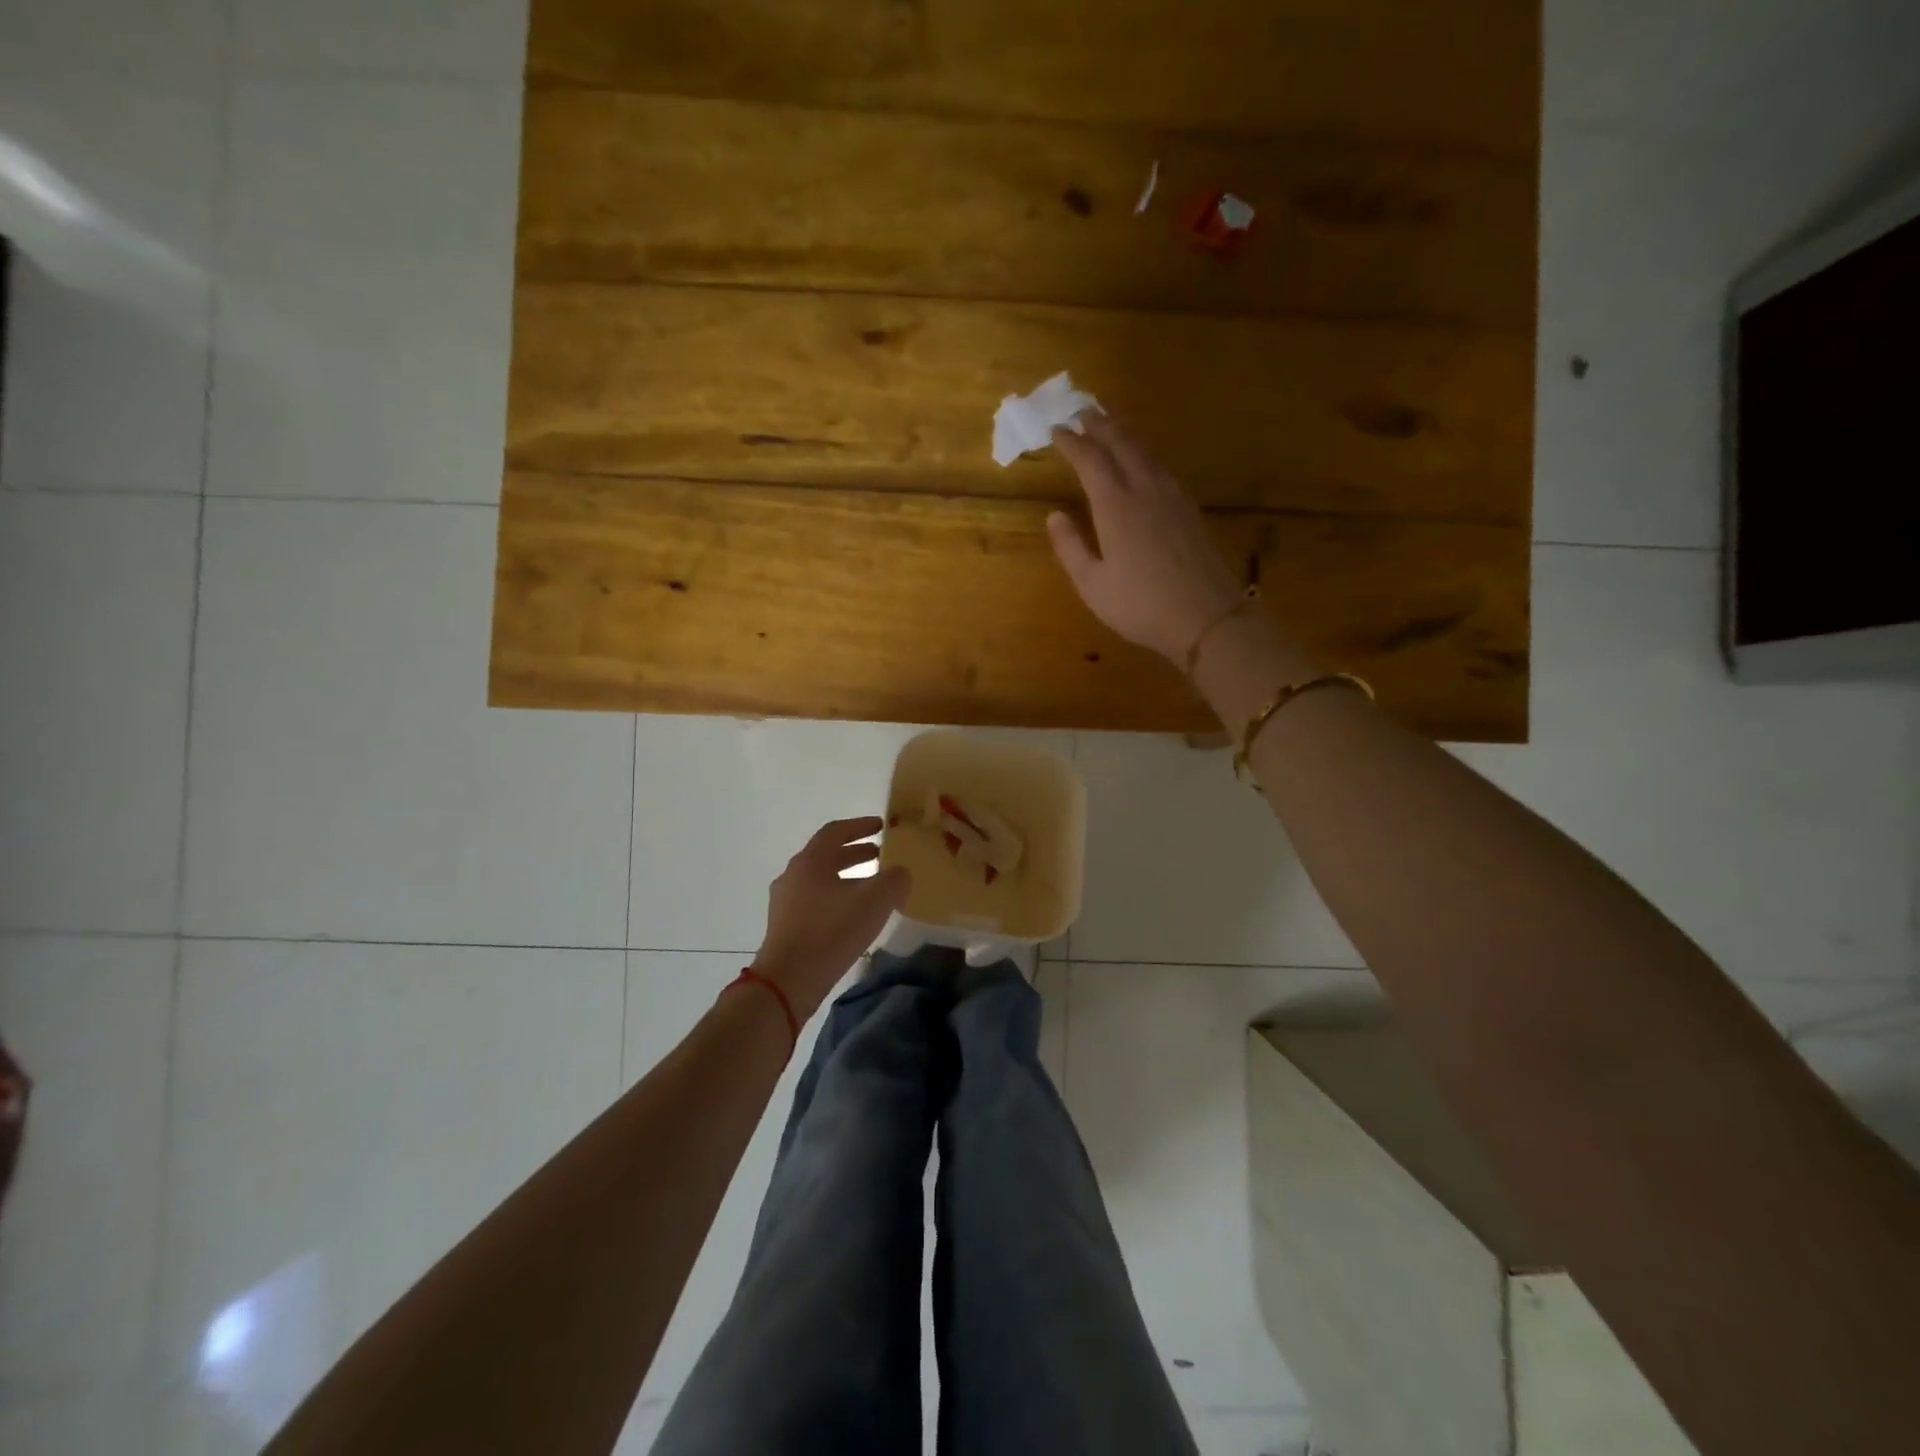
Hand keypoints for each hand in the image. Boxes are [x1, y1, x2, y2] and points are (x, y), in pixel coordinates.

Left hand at [751, 817, 910, 1021]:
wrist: (788, 981)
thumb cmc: (831, 931)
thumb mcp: (875, 901)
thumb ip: (894, 880)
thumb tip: (900, 874)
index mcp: (810, 861)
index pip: (835, 831)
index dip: (860, 826)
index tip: (881, 826)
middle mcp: (793, 875)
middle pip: (826, 855)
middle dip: (855, 853)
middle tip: (881, 855)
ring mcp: (785, 903)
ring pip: (821, 880)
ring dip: (847, 878)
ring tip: (872, 888)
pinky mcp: (785, 927)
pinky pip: (815, 902)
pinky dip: (837, 899)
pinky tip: (854, 917)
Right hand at [1047, 414, 1244, 664]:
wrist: (1207, 617)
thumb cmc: (1141, 606)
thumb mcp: (1092, 585)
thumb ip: (1070, 547)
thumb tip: (1054, 516)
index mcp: (1115, 507)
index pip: (1091, 461)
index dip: (1072, 442)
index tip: (1056, 430)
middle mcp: (1144, 491)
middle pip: (1122, 444)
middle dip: (1101, 425)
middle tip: (1083, 411)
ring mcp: (1172, 497)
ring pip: (1146, 451)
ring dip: (1125, 432)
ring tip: (1111, 422)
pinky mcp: (1189, 508)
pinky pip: (1162, 466)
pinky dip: (1145, 452)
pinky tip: (1144, 459)